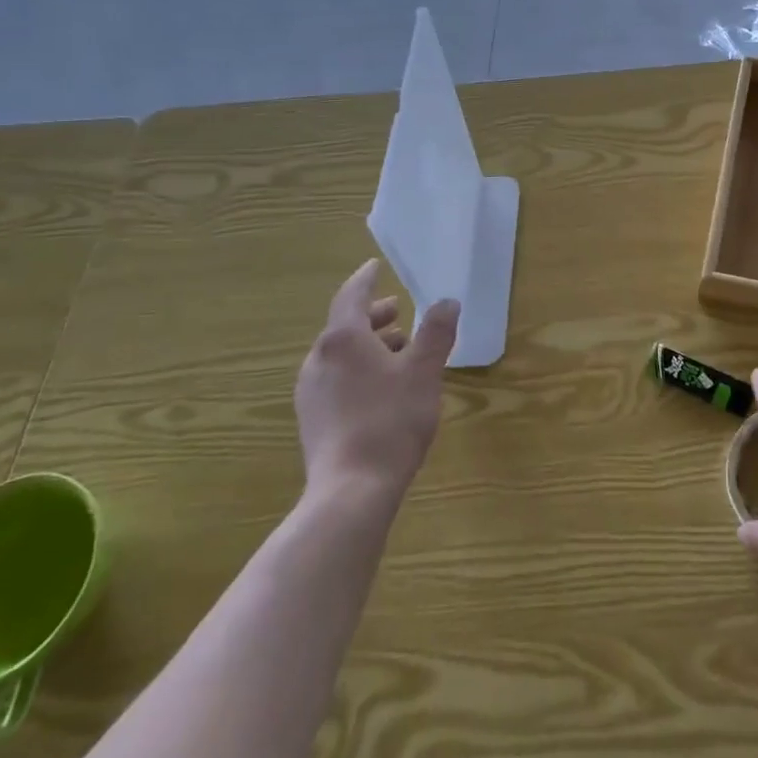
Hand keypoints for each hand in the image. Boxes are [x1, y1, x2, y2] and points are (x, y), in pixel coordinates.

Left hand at [295, 259, 458, 502]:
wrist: (351, 491)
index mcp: (342, 339)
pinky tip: (381, 388)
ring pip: (340, 354)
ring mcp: (310, 391)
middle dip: (373, 316)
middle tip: (398, 311)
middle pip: (344, 326)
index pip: (352, 295)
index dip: (366, 279)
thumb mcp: (424, 371)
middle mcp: (319, 359)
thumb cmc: (390, 420)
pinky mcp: (312, 419)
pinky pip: (335, 378)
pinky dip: (358, 369)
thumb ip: (436, 333)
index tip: (375, 266)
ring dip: (368, 345)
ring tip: (398, 350)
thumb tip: (447, 302)